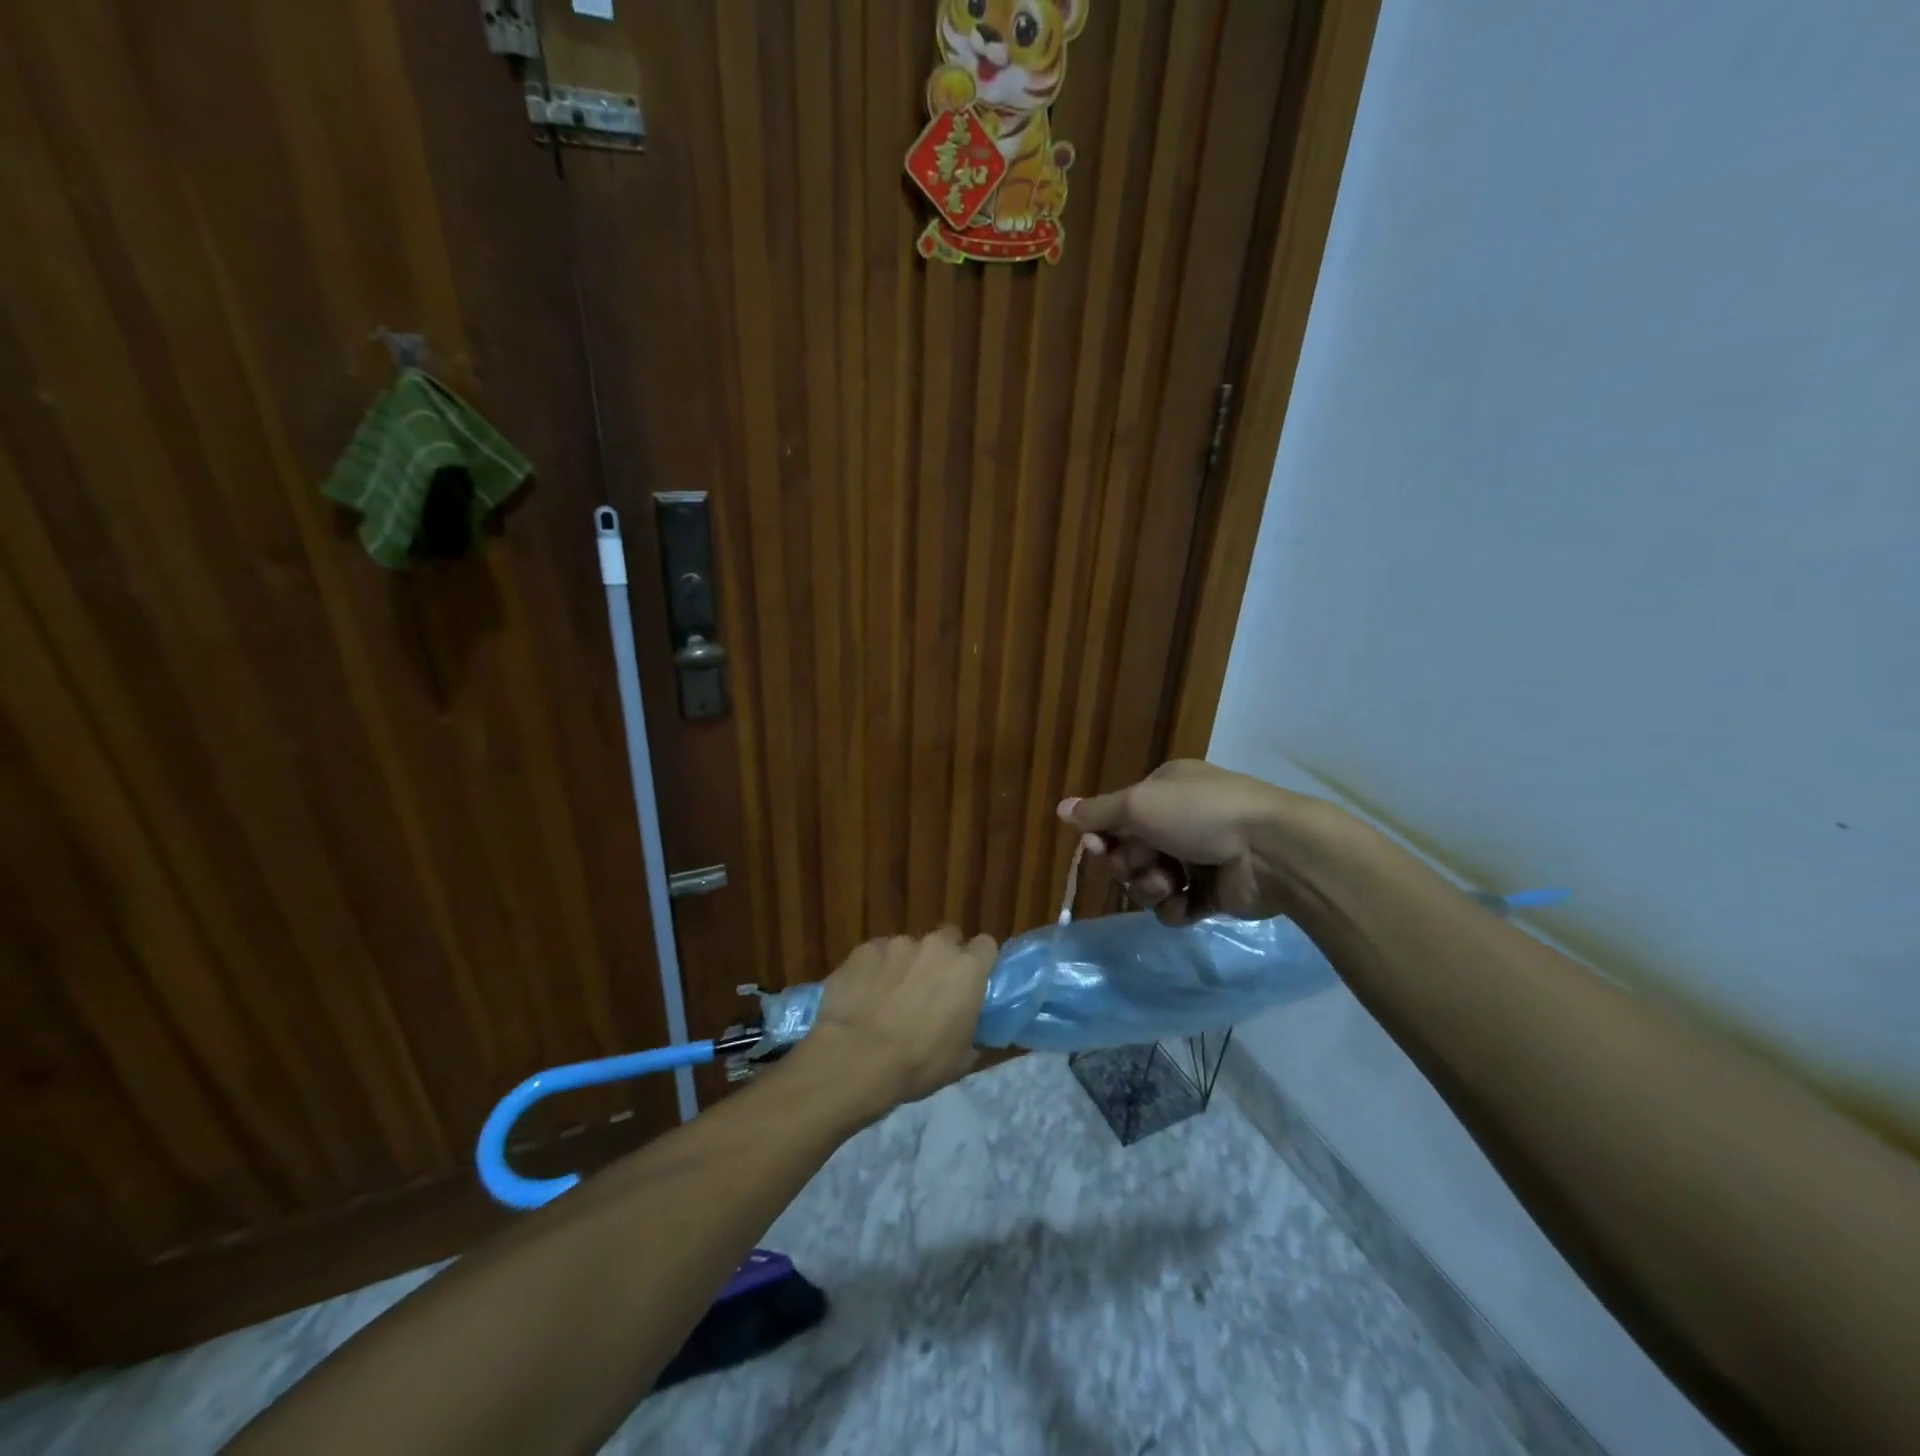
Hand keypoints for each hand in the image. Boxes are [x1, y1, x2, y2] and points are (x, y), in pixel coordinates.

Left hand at [800, 928, 997, 1112]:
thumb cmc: (918, 1063)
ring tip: (889, 998)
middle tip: (931, 990)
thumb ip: (973, 1034)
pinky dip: (875, 970)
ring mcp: (897, 943)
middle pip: (947, 939)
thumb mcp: (960, 1060)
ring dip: (906, 966)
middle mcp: (935, 946)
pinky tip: (864, 996)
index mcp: (967, 969)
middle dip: (942, 958)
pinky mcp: (864, 949)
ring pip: (909, 947)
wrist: (855, 1058)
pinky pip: (876, 954)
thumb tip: (972, 1034)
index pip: (986, 945)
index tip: (971, 981)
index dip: (979, 961)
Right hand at [1059, 760, 1320, 925]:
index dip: (1102, 836)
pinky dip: (1175, 907)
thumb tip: (1060, 808)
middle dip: (1129, 863)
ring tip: (1171, 884)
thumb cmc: (1199, 814)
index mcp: (1164, 792)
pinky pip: (1175, 907)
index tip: (1097, 848)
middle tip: (1145, 863)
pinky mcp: (1213, 895)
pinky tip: (1186, 903)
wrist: (1270, 850)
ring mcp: (1197, 859)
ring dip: (1150, 887)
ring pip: (1149, 882)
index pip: (1117, 817)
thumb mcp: (1140, 804)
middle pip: (1129, 852)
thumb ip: (1098, 812)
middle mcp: (1178, 822)